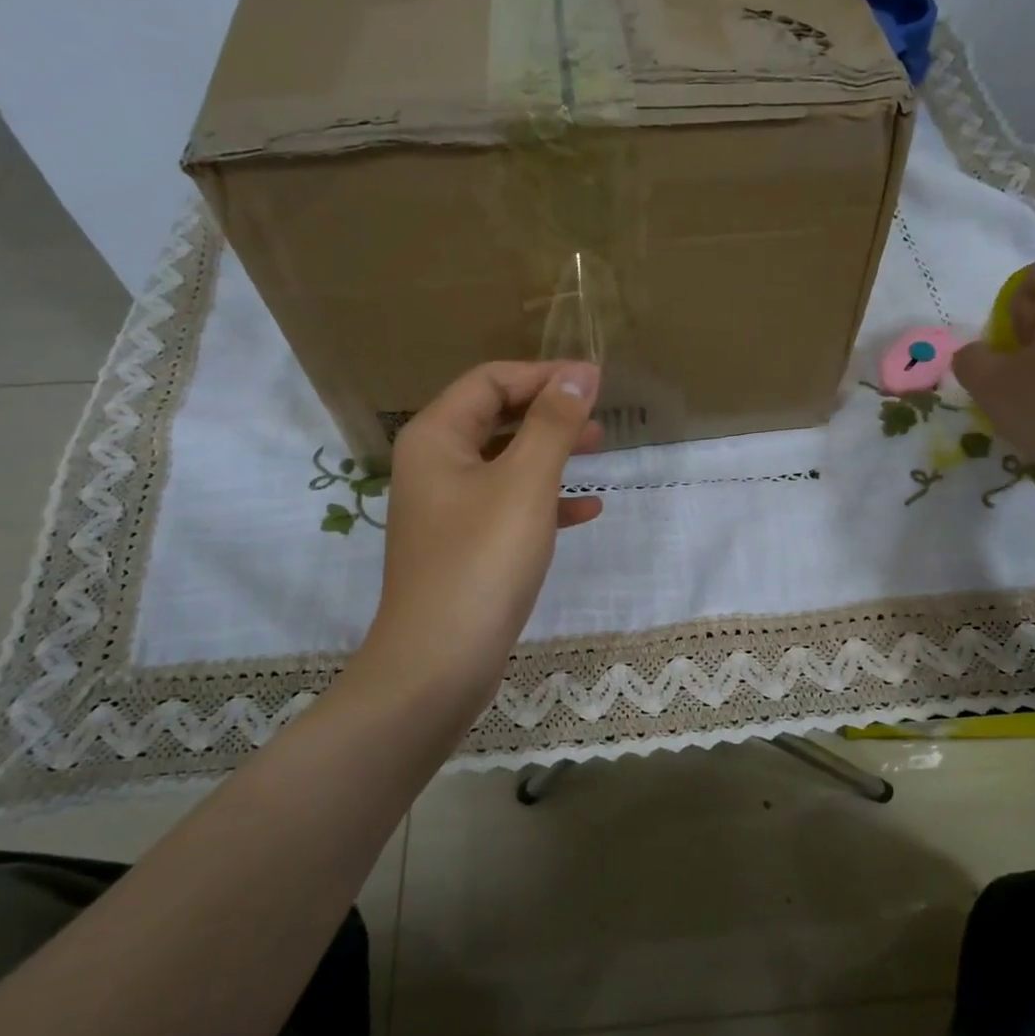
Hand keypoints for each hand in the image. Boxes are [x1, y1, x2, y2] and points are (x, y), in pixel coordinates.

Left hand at [362, 361, 603, 721]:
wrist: (439, 662)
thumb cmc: (482, 560)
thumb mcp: (525, 482)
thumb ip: (553, 423)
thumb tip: (581, 373)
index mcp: (436, 437)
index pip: (490, 381)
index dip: (544, 375)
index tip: (596, 381)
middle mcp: (434, 465)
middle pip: (496, 417)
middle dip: (549, 411)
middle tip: (600, 415)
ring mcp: (447, 508)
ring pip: (506, 462)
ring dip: (552, 452)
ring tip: (600, 450)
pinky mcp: (465, 546)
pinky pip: (509, 506)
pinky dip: (546, 500)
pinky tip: (587, 509)